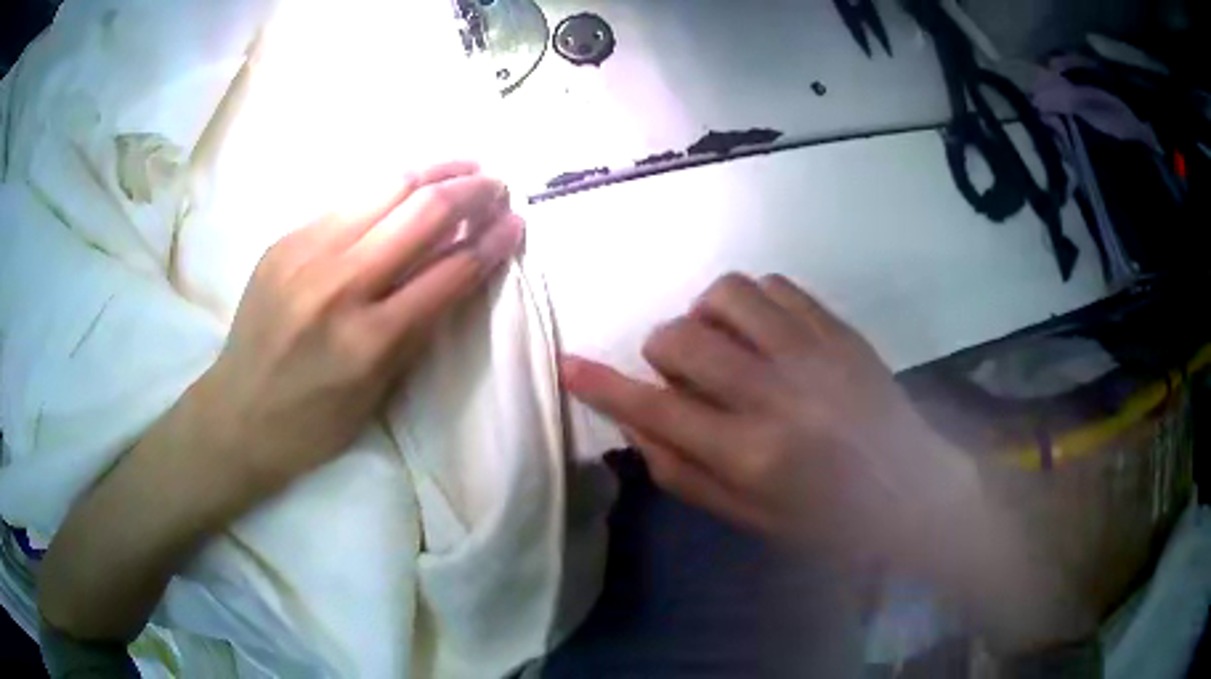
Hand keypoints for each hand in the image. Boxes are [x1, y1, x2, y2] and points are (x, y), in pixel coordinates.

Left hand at [201, 161, 523, 490]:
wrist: (237, 414)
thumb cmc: (313, 422)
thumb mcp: (378, 392)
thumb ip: (418, 327)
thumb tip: (455, 269)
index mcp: (369, 339)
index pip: (450, 271)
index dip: (492, 242)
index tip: (517, 222)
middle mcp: (339, 285)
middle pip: (421, 213)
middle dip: (471, 191)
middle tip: (496, 184)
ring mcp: (305, 254)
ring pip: (384, 189)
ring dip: (433, 173)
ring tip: (462, 168)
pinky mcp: (284, 241)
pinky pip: (347, 203)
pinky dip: (386, 193)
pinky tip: (404, 191)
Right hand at [562, 273, 977, 565]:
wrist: (910, 487)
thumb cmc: (827, 519)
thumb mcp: (749, 517)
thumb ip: (684, 471)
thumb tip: (637, 423)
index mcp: (752, 454)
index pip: (656, 409)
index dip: (602, 385)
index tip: (568, 365)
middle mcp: (777, 393)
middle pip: (682, 339)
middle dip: (661, 350)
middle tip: (679, 372)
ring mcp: (812, 351)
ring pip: (726, 295)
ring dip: (705, 317)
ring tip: (721, 343)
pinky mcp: (836, 328)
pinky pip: (773, 286)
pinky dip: (749, 303)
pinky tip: (761, 332)